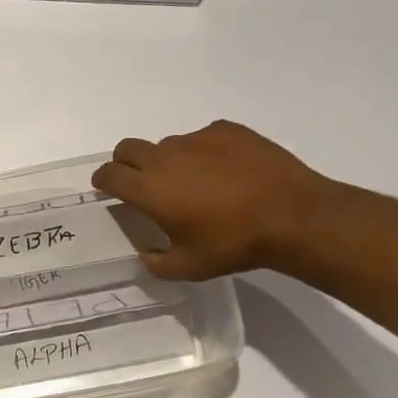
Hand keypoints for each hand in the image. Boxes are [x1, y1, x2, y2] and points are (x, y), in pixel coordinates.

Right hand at [90, 122, 332, 279]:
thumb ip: (156, 262)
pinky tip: (227, 171)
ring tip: (197, 183)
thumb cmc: (234, 244)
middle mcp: (164, 157)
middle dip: (126, 163)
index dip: (103, 181)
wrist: (293, 216)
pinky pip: (203, 138)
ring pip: (168, 145)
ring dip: (170, 161)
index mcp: (148, 188)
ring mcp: (196, 139)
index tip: (108, 189)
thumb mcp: (190, 267)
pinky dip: (205, 152)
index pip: (109, 174)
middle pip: (127, 148)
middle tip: (143, 183)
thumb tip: (145, 254)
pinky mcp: (226, 130)